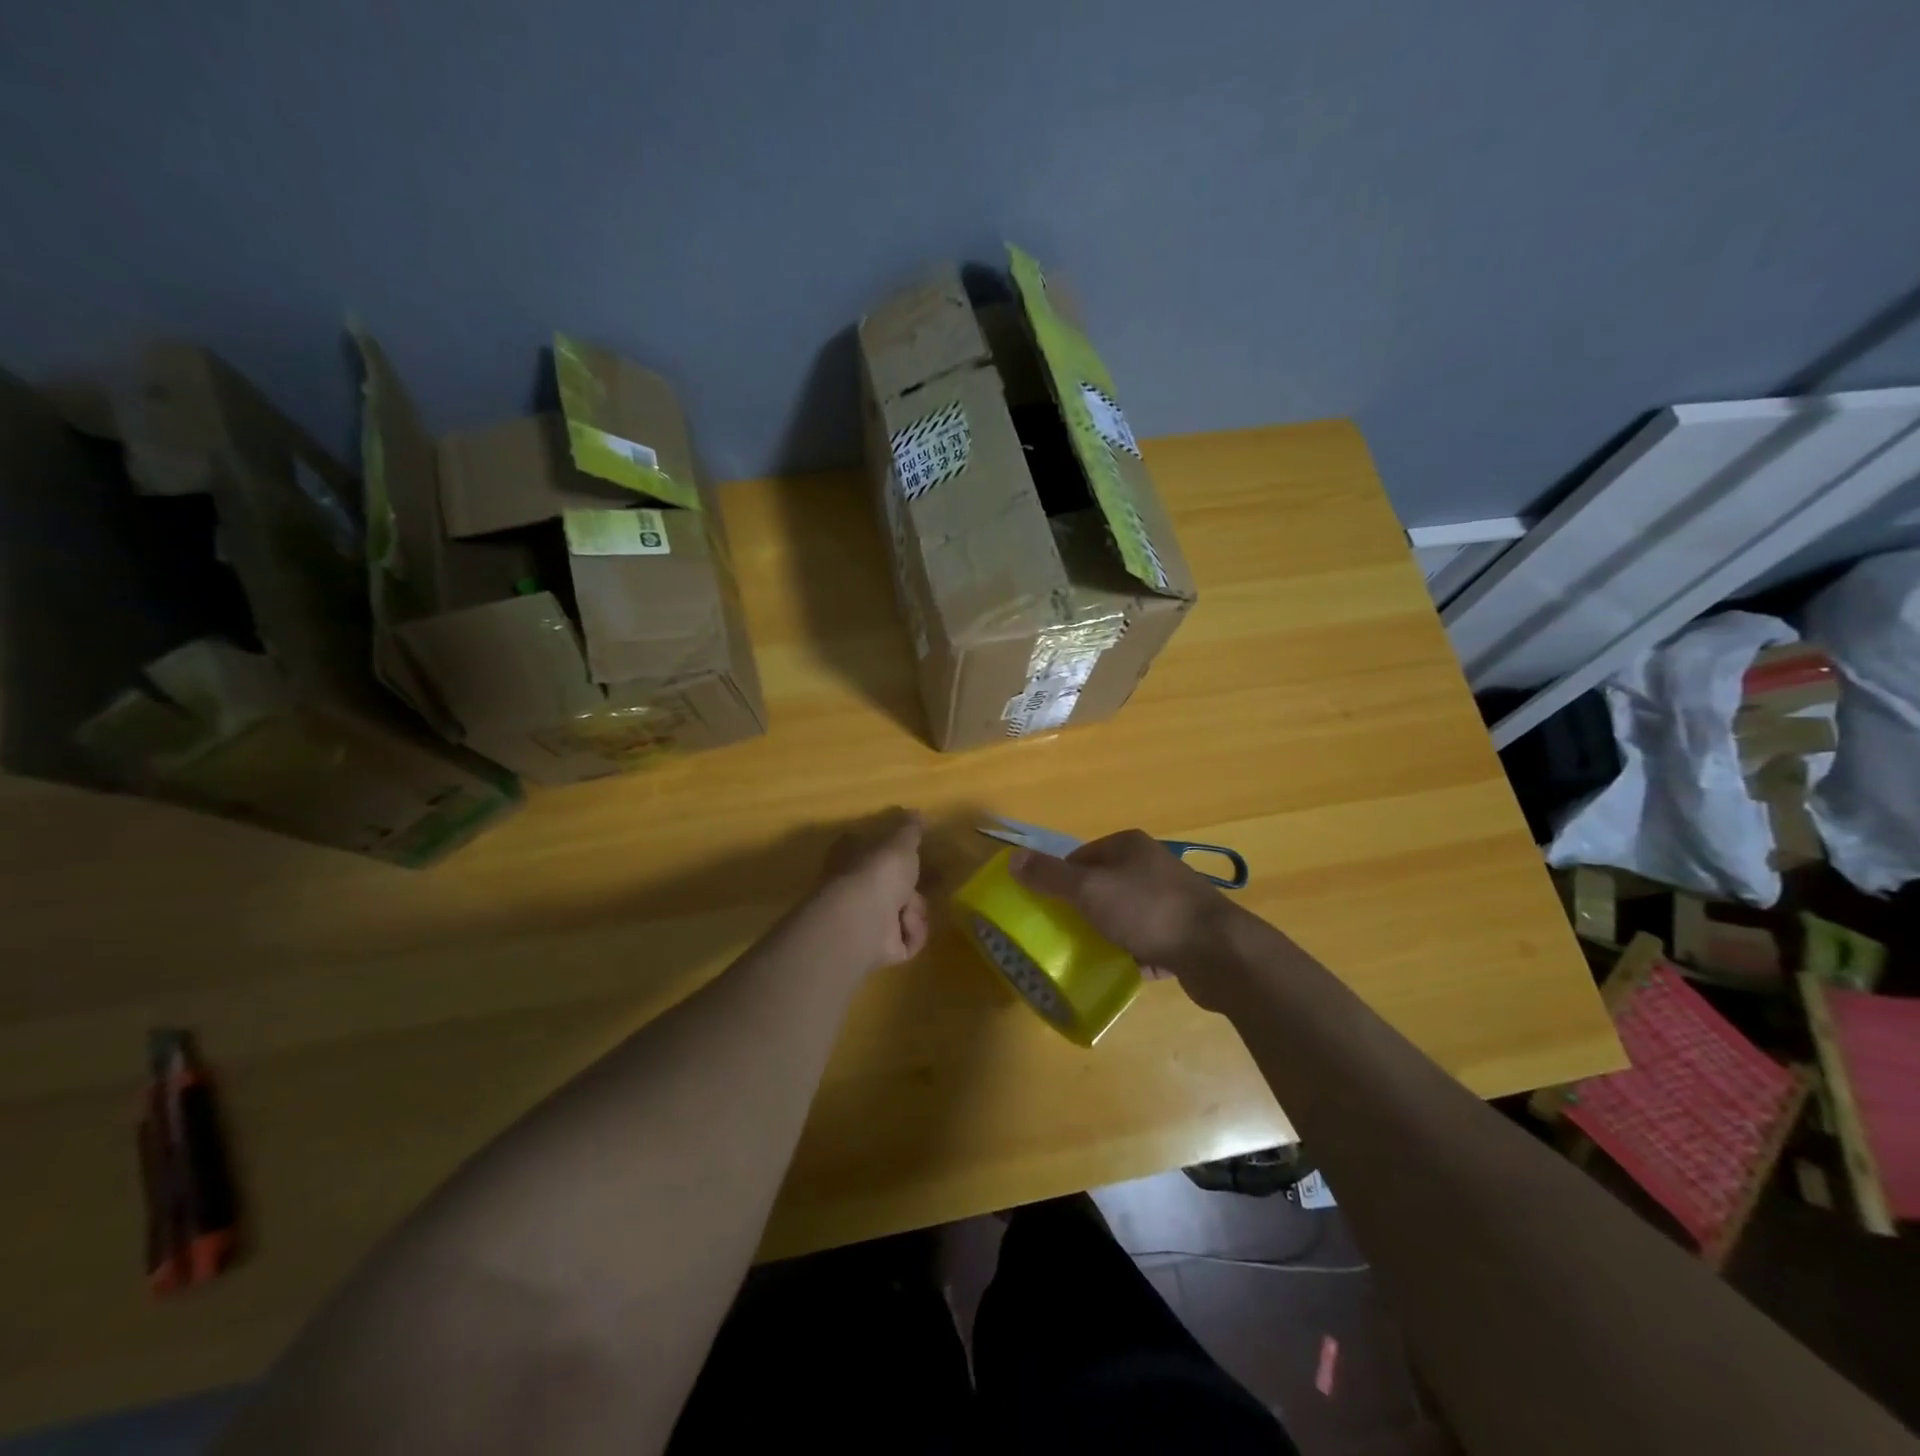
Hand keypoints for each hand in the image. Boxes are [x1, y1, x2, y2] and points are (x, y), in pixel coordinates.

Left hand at [815, 808, 929, 972]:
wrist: (863, 920)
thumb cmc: (877, 871)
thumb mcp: (900, 841)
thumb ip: (910, 829)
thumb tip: (914, 812)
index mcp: (852, 859)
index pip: (870, 850)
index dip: (891, 852)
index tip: (913, 853)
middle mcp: (855, 889)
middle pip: (892, 887)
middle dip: (911, 889)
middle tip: (922, 884)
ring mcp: (865, 921)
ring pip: (903, 914)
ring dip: (914, 912)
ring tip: (908, 911)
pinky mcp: (878, 948)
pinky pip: (906, 940)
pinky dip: (911, 934)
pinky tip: (906, 928)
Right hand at [1009, 831, 1239, 1009]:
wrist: (1217, 951)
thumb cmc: (1147, 910)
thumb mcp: (1089, 890)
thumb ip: (1050, 875)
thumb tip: (1013, 858)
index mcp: (1129, 846)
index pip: (1081, 857)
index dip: (1060, 880)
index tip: (1047, 908)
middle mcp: (1152, 865)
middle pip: (1102, 885)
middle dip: (1083, 909)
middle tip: (1064, 934)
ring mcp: (1172, 898)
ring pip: (1125, 913)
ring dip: (1108, 932)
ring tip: (1090, 954)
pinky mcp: (1185, 931)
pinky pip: (1147, 939)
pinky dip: (1134, 952)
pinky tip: (1123, 969)